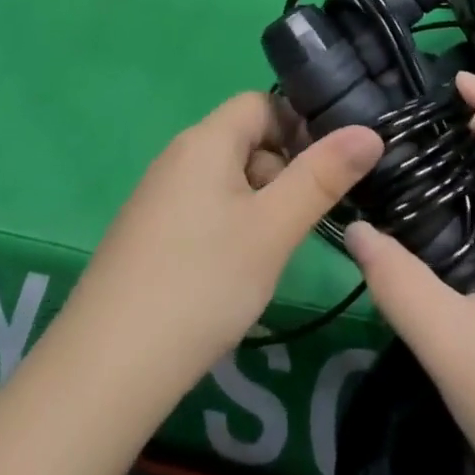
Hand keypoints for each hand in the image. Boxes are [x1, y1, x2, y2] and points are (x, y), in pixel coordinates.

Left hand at [0, 99, 380, 474]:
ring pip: (226, 179)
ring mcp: (158, 196)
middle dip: (282, 172)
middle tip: (299, 223)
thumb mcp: (274, 229)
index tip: (325, 171)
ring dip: (258, 204)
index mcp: (206, 139)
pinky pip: (202, 209)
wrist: (104, 372)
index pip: (262, 102)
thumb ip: (323, 176)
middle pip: (245, 140)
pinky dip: (228, 228)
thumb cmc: (201, 283)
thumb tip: (370, 131)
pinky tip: (231, 275)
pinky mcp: (147, 234)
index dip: (298, 126)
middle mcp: (178, 156)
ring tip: (270, 255)